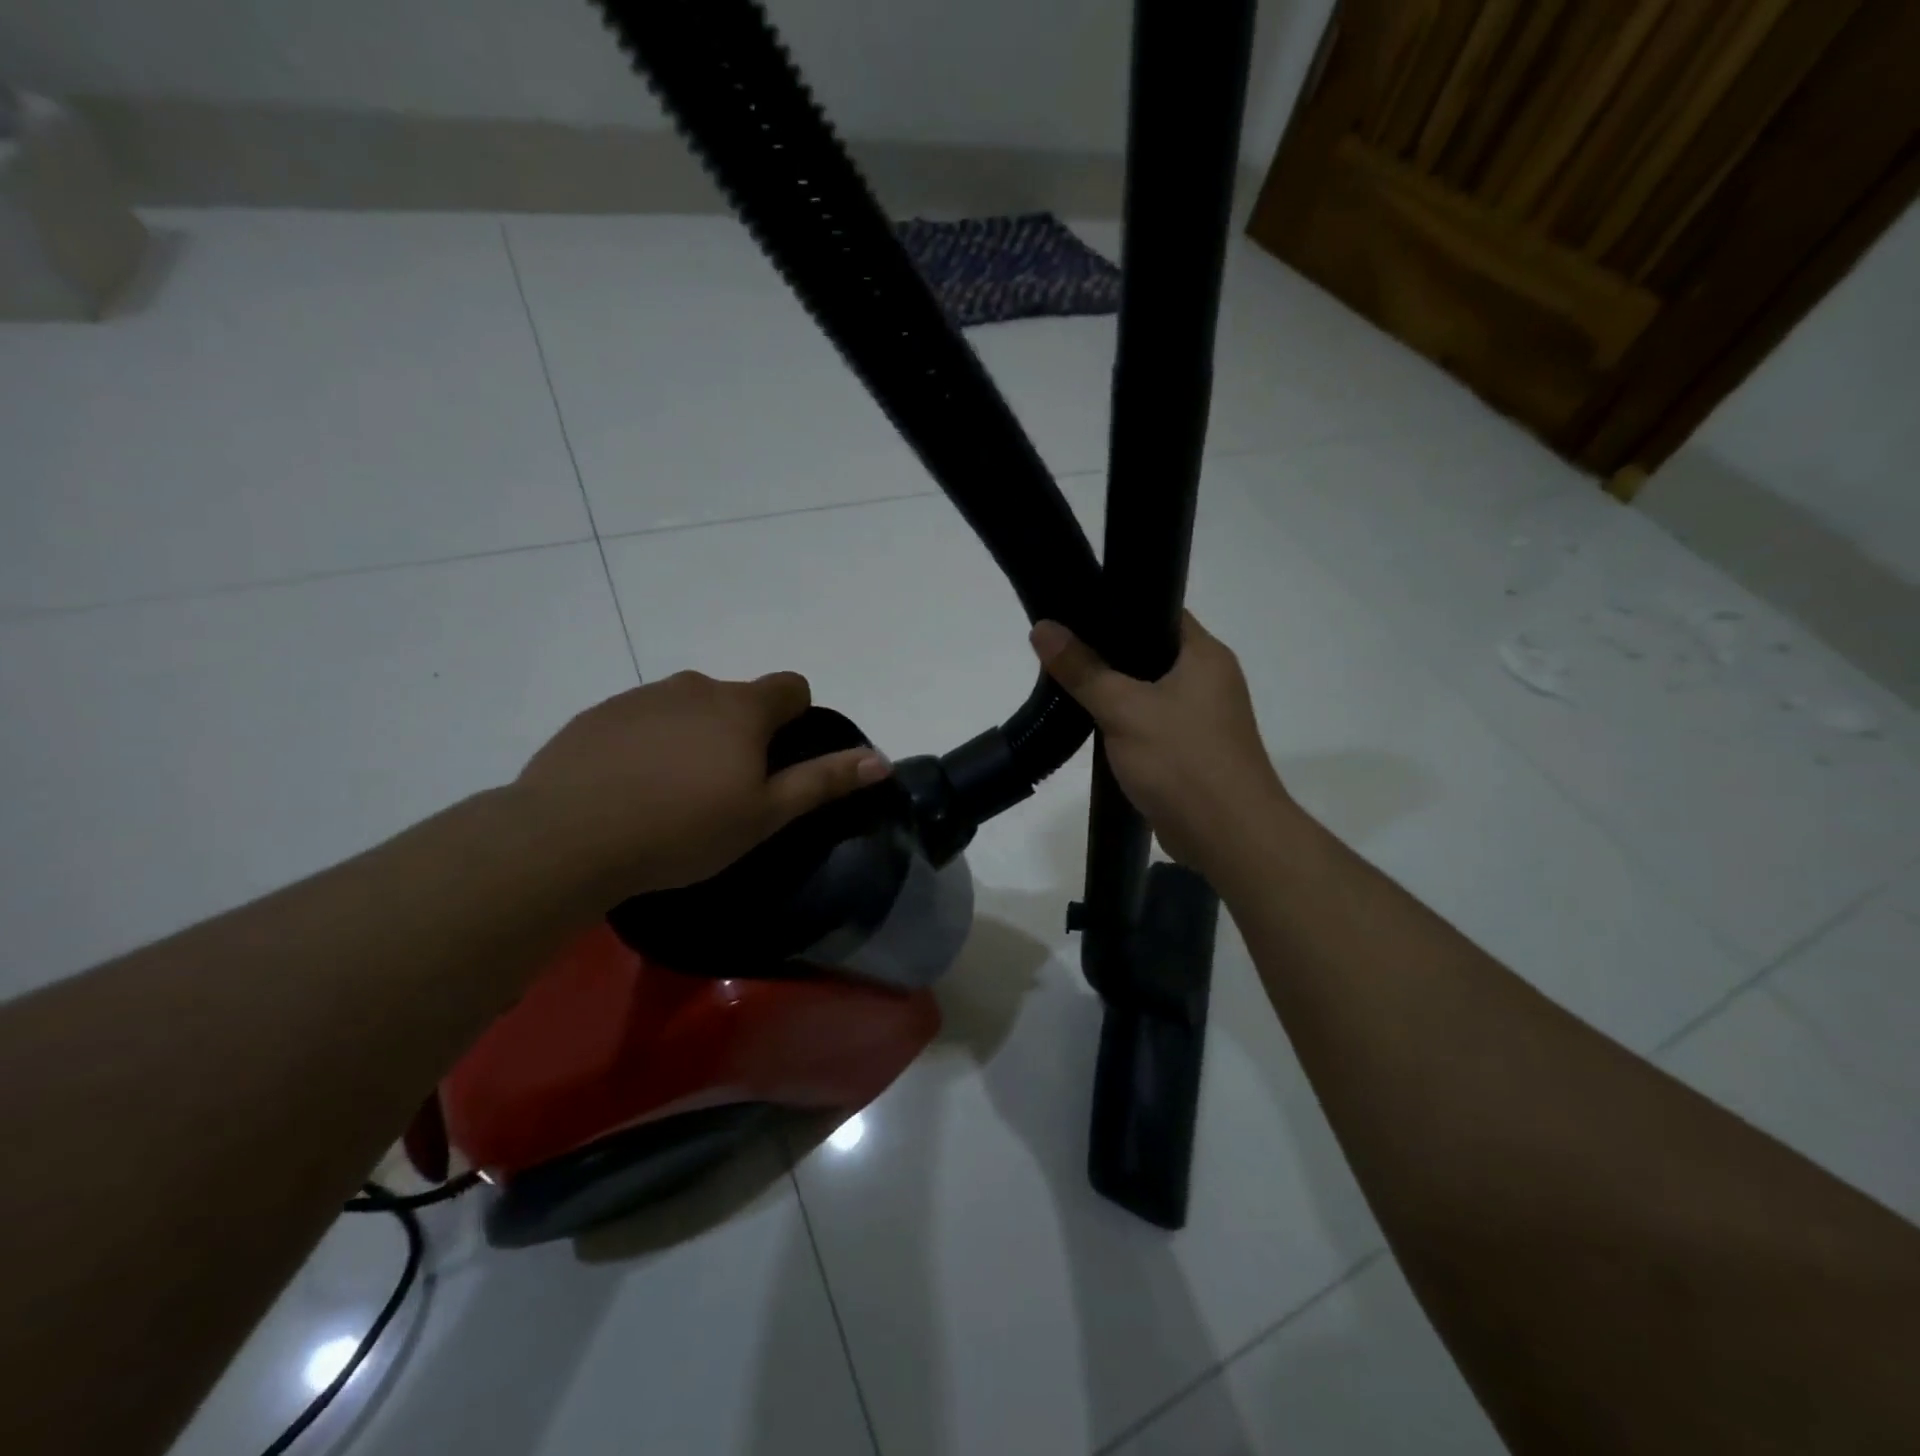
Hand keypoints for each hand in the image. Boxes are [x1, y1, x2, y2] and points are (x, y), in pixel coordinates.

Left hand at [515, 671, 887, 899]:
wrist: (567, 837)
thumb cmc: (683, 828)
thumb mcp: (765, 815)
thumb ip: (824, 781)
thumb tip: (880, 759)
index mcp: (741, 707)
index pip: (791, 687)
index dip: (796, 718)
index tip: (778, 761)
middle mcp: (694, 687)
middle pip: (736, 698)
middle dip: (741, 733)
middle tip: (726, 790)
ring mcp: (640, 697)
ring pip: (687, 708)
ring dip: (693, 737)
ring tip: (673, 795)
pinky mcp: (597, 716)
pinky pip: (641, 721)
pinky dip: (648, 745)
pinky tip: (630, 790)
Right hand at [1030, 613, 1291, 879]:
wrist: (1228, 836)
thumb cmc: (1182, 760)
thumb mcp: (1124, 709)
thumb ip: (1082, 669)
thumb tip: (1043, 629)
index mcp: (1205, 655)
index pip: (1161, 611)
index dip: (1119, 607)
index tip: (1075, 610)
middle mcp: (1210, 680)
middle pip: (1152, 652)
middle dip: (1108, 651)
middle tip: (1062, 646)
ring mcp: (1203, 718)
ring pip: (1150, 691)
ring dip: (1116, 690)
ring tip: (1069, 680)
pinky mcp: (1192, 751)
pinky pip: (1152, 723)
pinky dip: (1126, 722)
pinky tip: (1093, 723)